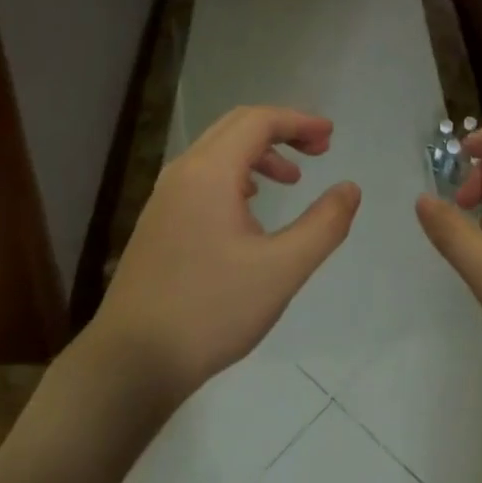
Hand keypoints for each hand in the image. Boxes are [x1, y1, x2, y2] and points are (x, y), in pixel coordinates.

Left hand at [91, 106, 360, 406]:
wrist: (131, 361)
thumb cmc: (211, 310)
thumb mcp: (281, 270)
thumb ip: (323, 225)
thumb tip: (350, 188)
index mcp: (210, 171)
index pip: (259, 121)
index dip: (299, 121)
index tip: (330, 137)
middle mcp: (183, 171)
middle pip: (237, 126)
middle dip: (281, 130)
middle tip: (318, 149)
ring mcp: (165, 195)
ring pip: (218, 151)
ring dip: (259, 153)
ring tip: (291, 180)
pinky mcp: (158, 220)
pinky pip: (202, 175)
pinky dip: (235, 173)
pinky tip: (249, 207)